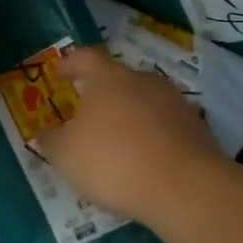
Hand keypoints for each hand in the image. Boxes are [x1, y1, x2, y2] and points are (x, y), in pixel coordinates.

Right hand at [35, 47, 225, 220]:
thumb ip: (52, 142)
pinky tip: (146, 160)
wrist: (183, 185)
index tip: (60, 75)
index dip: (70, 64)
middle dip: (102, 95)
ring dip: (130, 116)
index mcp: (107, 78)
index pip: (84, 58)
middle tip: (89, 117)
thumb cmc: (112, 161)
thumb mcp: (66, 156)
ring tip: (119, 142)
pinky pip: (166, 125)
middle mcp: (142, 80)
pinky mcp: (196, 127)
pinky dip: (153, 136)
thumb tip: (46, 134)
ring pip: (144, 101)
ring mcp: (174, 101)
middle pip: (118, 78)